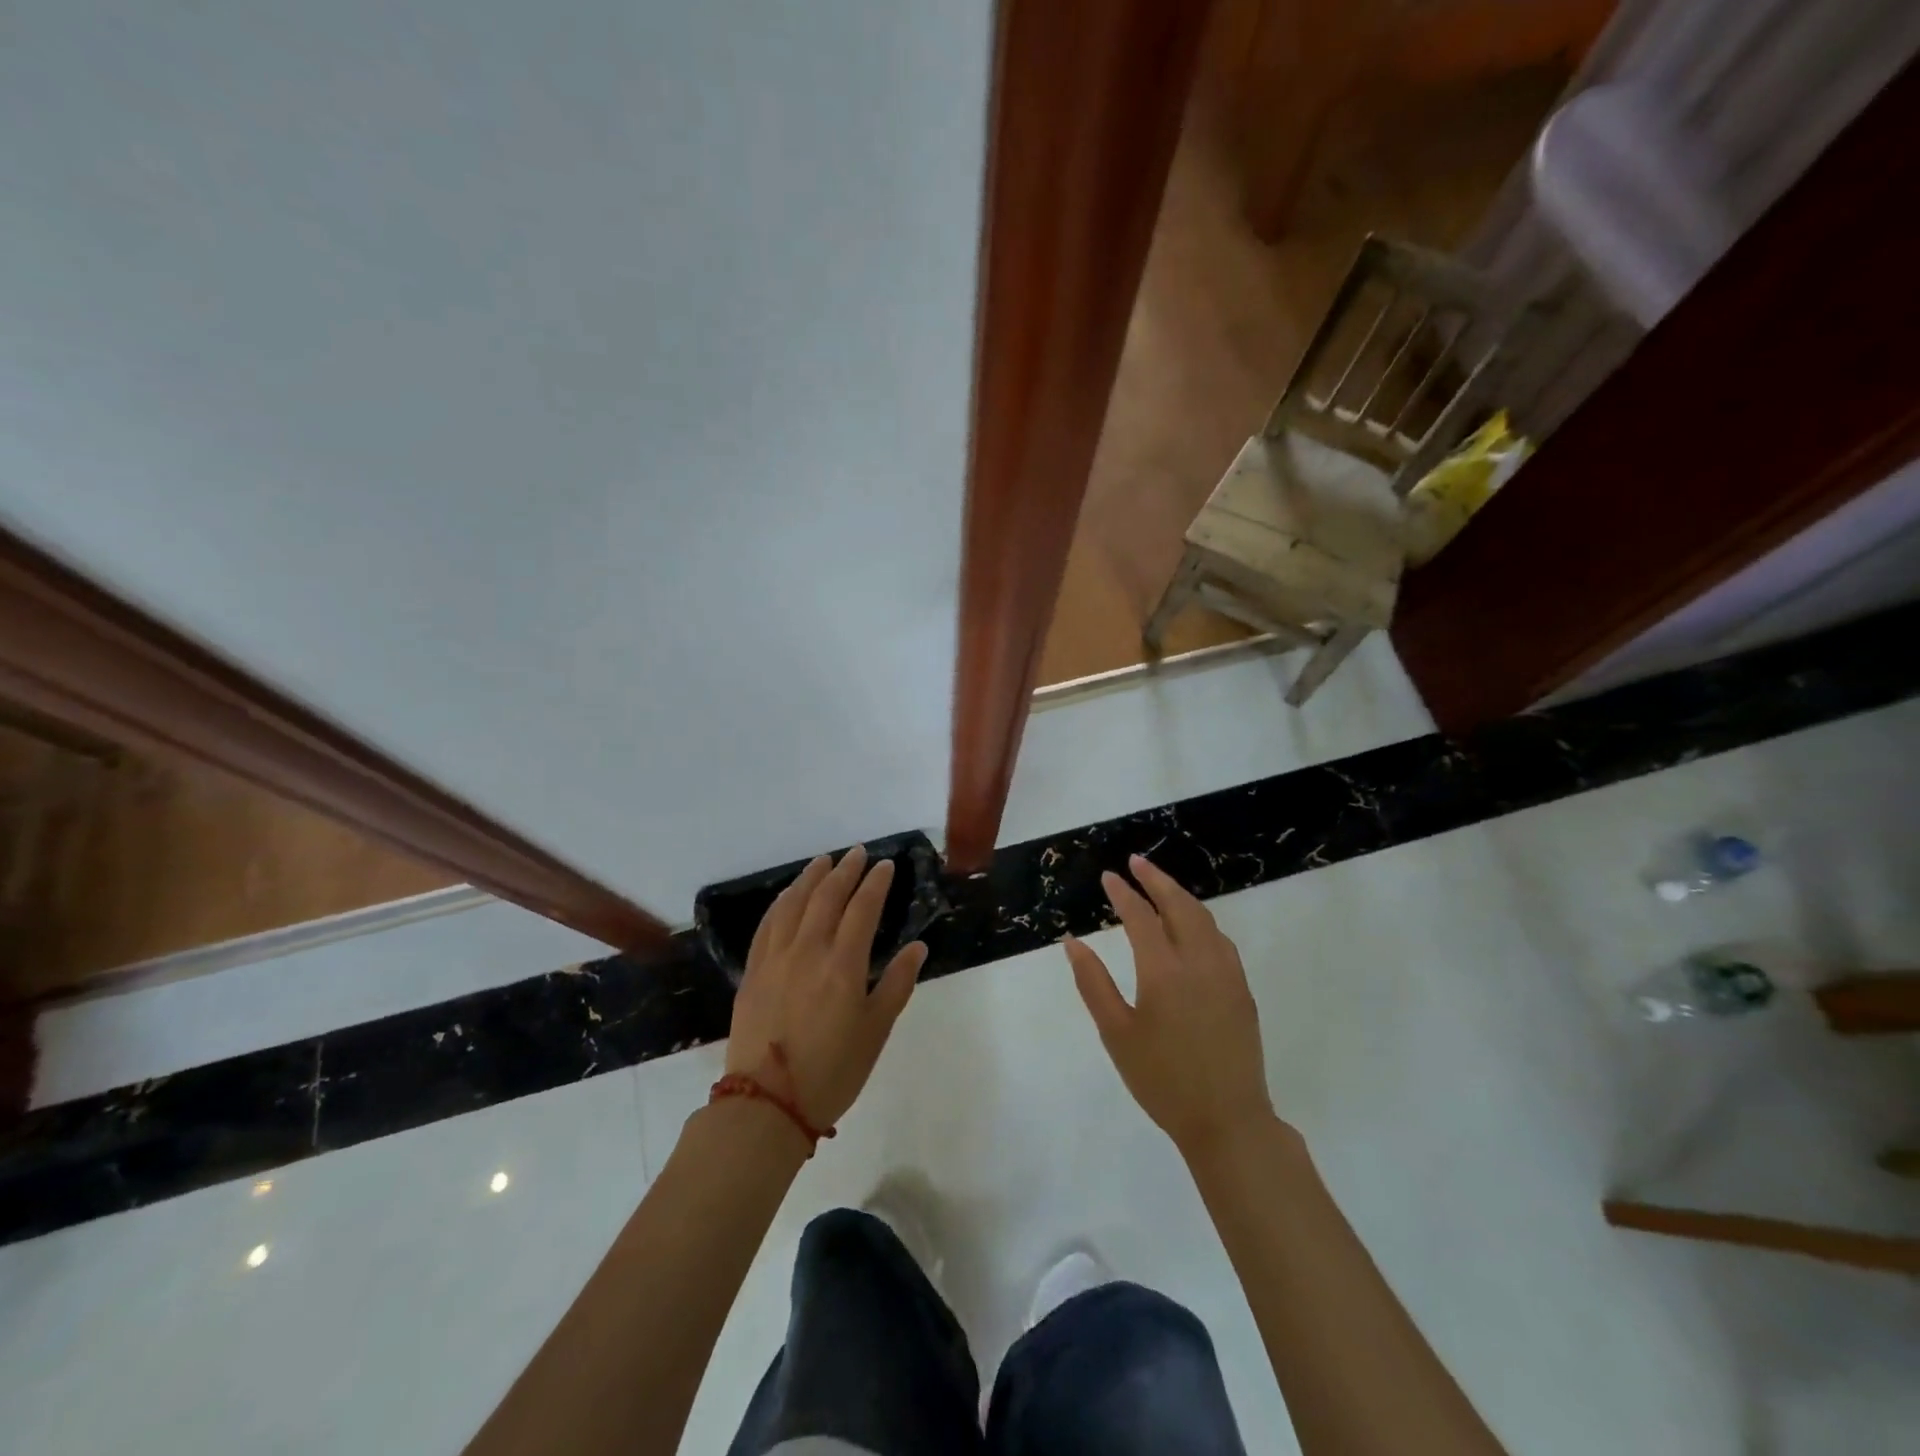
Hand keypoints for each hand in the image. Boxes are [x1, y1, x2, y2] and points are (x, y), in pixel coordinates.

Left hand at [727, 845, 926, 1129]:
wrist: (767, 1105)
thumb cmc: (833, 1071)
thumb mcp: (876, 1031)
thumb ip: (896, 984)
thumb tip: (918, 947)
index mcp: (843, 966)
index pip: (862, 909)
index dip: (876, 883)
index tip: (886, 865)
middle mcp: (808, 951)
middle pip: (827, 897)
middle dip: (845, 871)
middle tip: (857, 854)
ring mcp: (776, 958)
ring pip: (794, 904)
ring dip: (811, 878)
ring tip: (824, 861)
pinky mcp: (754, 971)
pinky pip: (768, 924)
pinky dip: (781, 902)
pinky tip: (788, 894)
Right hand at [1064, 854, 1276, 1158]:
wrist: (1227, 1121)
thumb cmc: (1162, 1080)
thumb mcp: (1116, 1033)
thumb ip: (1093, 983)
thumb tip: (1072, 942)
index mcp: (1164, 971)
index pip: (1140, 917)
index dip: (1122, 893)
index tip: (1108, 876)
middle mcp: (1199, 962)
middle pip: (1179, 905)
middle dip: (1156, 879)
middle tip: (1136, 862)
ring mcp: (1226, 974)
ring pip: (1204, 919)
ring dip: (1180, 896)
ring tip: (1160, 886)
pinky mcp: (1241, 989)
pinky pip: (1220, 939)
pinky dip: (1200, 919)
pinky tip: (1191, 926)